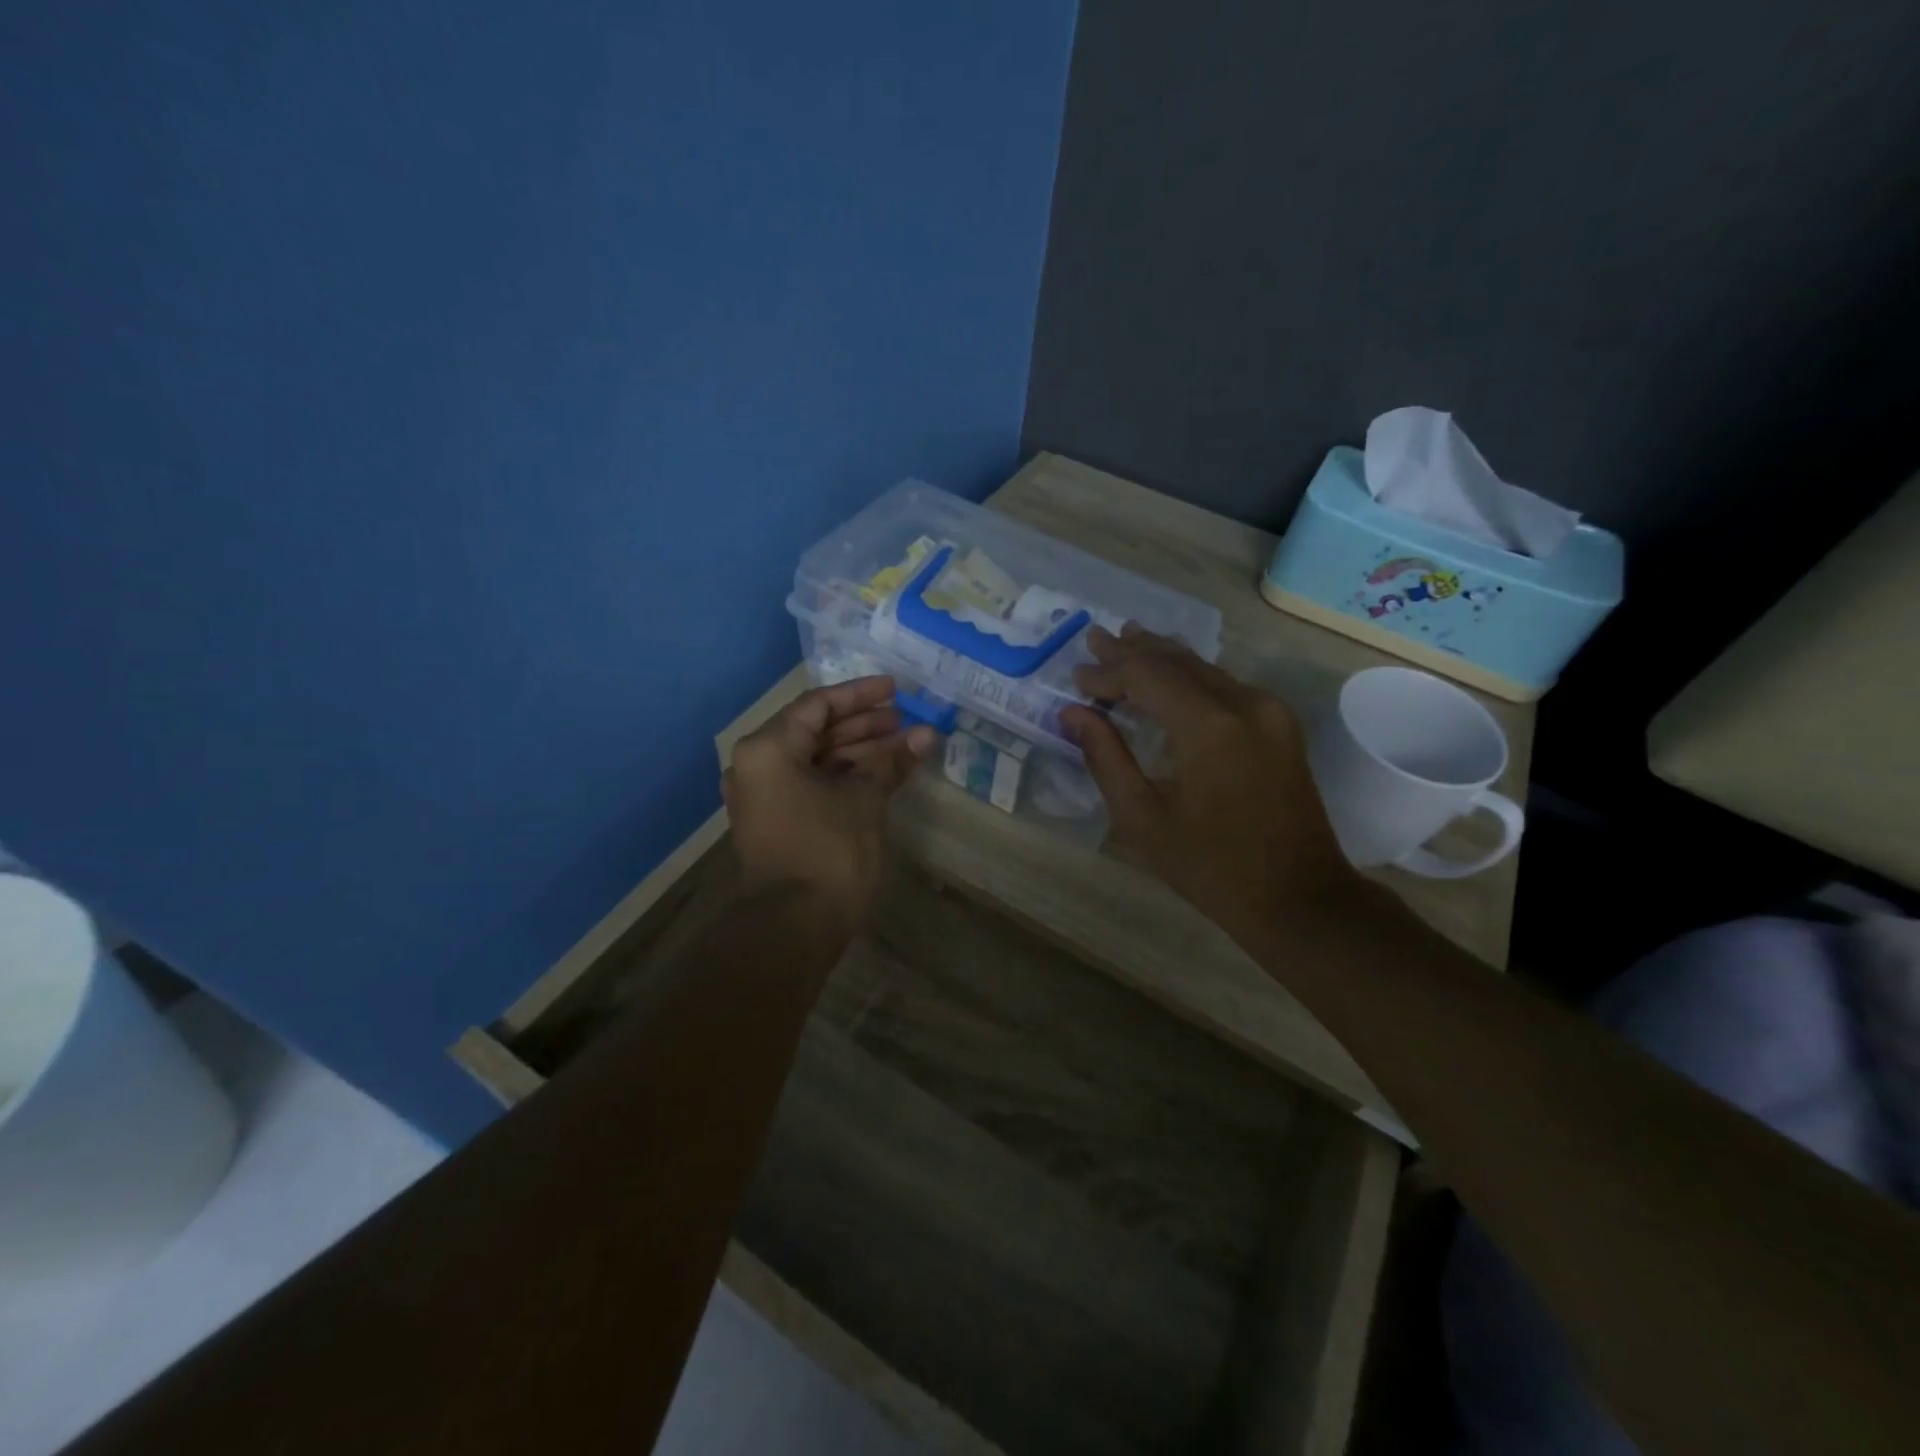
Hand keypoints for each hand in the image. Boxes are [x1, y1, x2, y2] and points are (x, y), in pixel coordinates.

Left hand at [722, 676, 936, 933]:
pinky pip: (812, 785)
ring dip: (859, 752)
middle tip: (905, 721)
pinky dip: (845, 777)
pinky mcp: (777, 822)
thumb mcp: (865, 798)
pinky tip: (883, 774)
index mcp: (769, 749)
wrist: (796, 925)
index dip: (860, 695)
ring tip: (905, 745)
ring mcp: (765, 796)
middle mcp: (758, 766)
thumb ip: (891, 761)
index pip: (818, 705)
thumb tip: (925, 735)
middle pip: (816, 731)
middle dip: (864, 726)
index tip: (896, 690)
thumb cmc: (829, 850)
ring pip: (817, 760)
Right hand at [1060, 626, 1360, 943]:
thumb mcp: (1143, 819)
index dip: (1108, 672)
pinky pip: (1225, 685)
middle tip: (1095, 636)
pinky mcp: (1280, 724)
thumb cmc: (1211, 867)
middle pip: (1179, 662)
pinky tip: (1171, 673)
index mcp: (1209, 728)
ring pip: (1205, 668)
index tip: (1076, 676)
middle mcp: (1245, 704)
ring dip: (1163, 657)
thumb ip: (1106, 758)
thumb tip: (1073, 714)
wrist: (1300, 898)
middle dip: (1133, 650)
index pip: (1147, 677)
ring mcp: (1270, 711)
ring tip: (1127, 638)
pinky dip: (1190, 676)